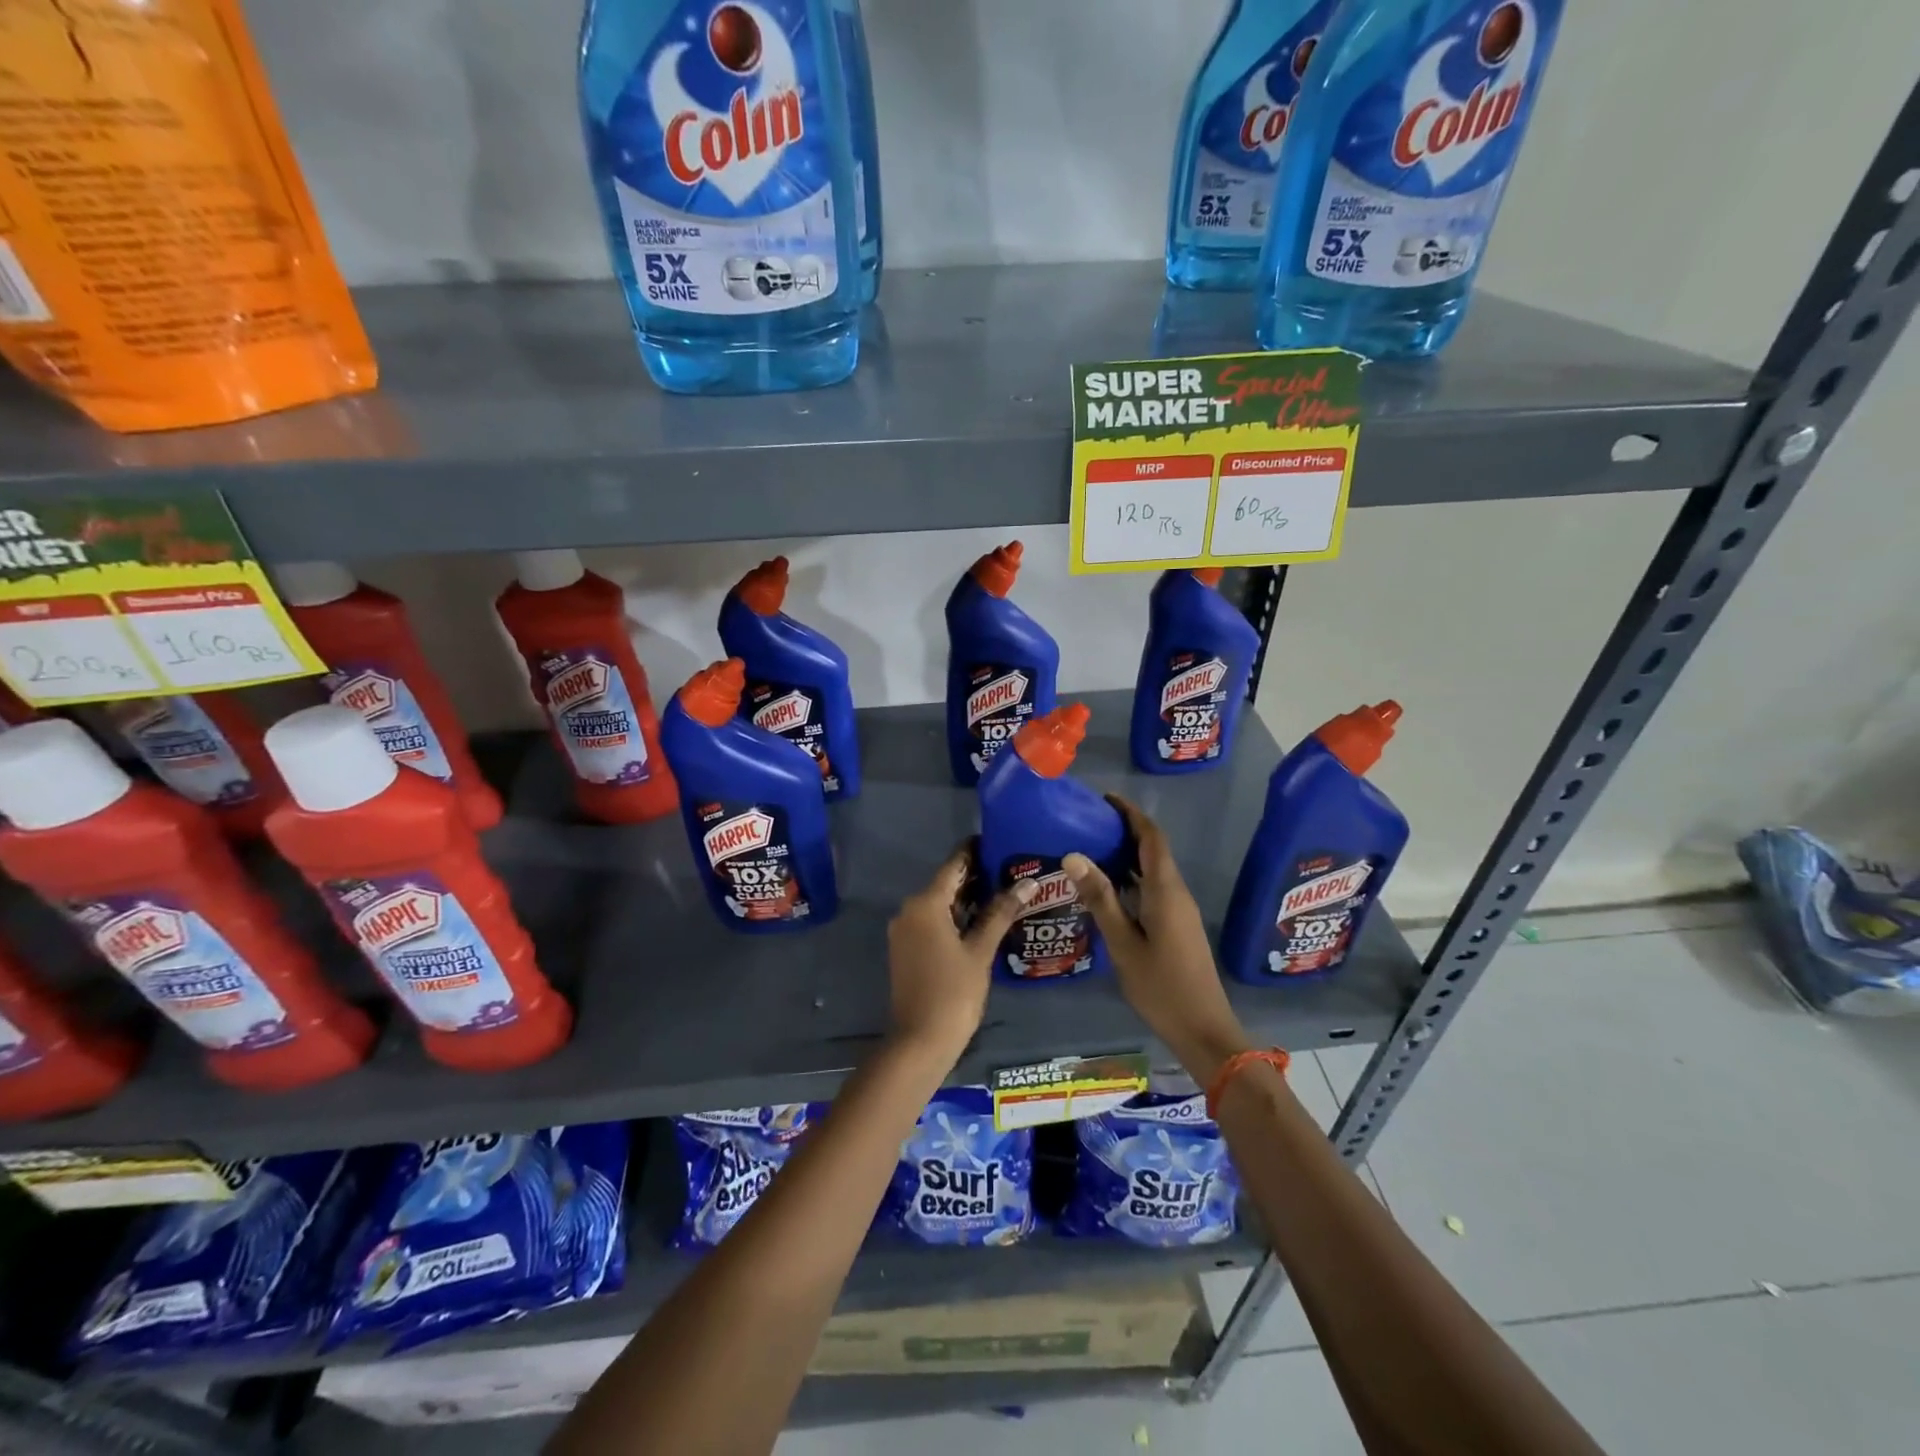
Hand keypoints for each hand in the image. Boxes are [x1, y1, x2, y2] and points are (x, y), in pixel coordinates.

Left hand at [886, 844, 1032, 1064]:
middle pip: (945, 884)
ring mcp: (905, 931)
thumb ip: (1001, 913)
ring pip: (939, 904)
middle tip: (1010, 868)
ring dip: (967, 898)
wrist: (919, 1041)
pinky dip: (954, 916)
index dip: (974, 852)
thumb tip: (1027, 883)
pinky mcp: (906, 948)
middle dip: (975, 876)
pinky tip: (982, 919)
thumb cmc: (954, 992)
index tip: (997, 841)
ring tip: (1003, 891)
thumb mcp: (980, 951)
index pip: (953, 866)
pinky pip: (932, 921)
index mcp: (925, 904)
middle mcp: (909, 910)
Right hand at [1064, 796, 1252, 1083]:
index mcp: (1165, 890)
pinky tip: (1108, 888)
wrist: (1203, 1029)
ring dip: (1128, 854)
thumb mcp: (1123, 943)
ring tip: (1091, 848)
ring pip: (1153, 869)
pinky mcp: (1178, 925)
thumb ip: (1100, 898)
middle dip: (1125, 830)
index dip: (1131, 813)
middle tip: (1088, 823)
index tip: (1105, 799)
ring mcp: (1180, 909)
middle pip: (1153, 849)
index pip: (1151, 837)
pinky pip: (1154, 887)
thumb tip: (1073, 855)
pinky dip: (1132, 876)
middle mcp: (1176, 892)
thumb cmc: (1161, 986)